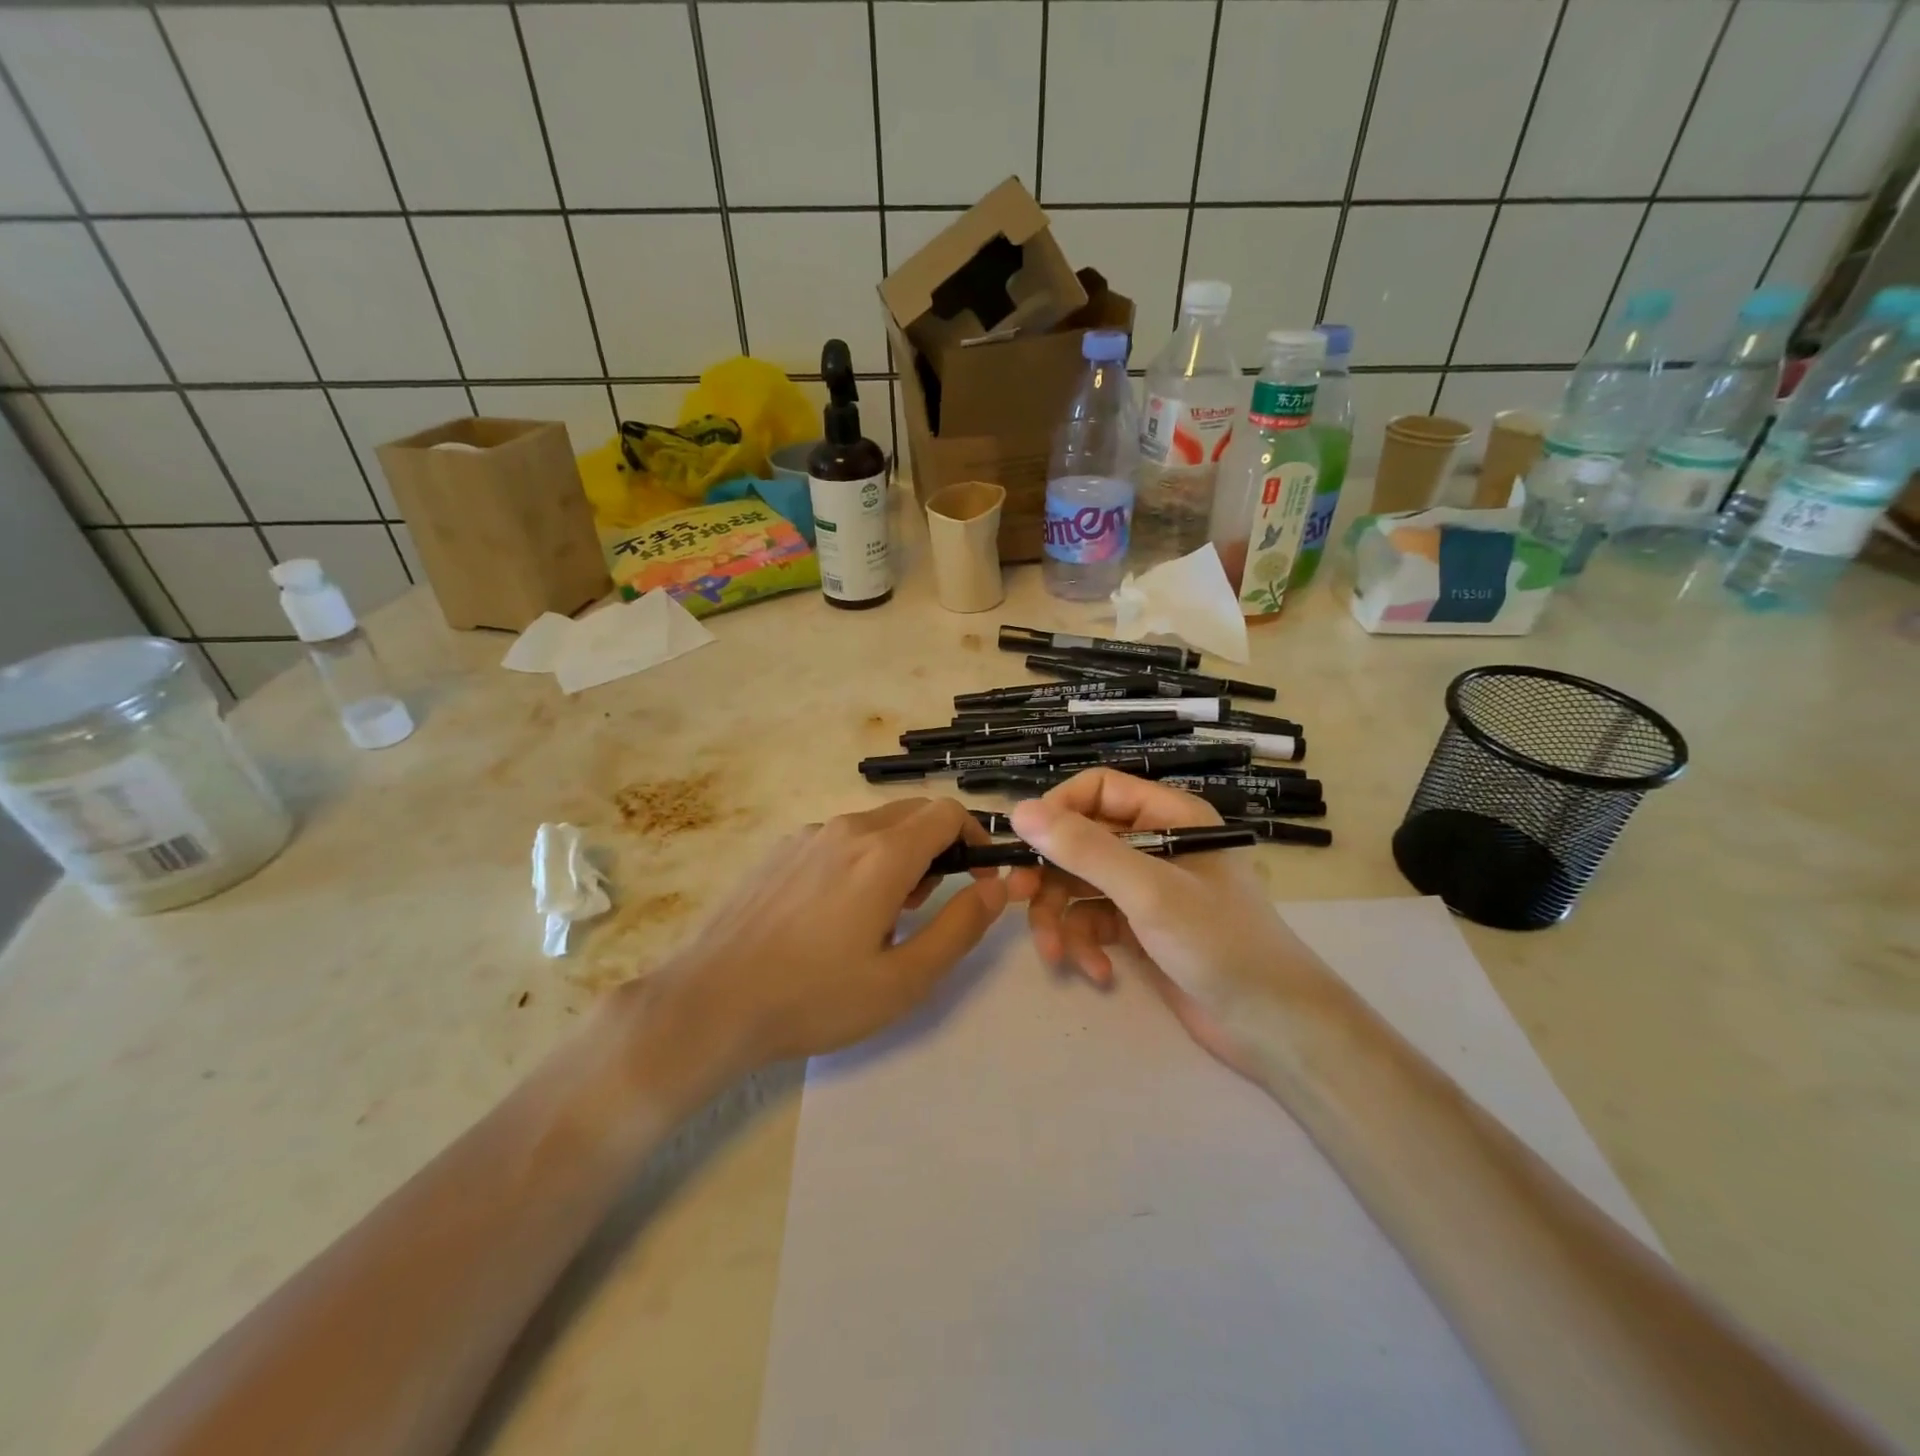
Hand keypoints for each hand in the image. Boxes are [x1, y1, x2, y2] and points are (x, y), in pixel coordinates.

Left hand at [655, 798, 1007, 1071]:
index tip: (978, 879)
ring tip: (878, 918)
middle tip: (924, 907)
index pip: (947, 814)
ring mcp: (808, 836)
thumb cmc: (815, 998)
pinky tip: (833, 914)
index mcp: (883, 855)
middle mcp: (847, 829)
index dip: (975, 839)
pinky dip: (859, 859)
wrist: (712, 1003)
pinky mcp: (780, 850)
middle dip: (937, 848)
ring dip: (898, 855)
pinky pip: (838, 839)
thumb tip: (996, 888)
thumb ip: (959, 927)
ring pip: (875, 826)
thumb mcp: (904, 980)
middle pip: (913, 813)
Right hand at [1004, 770, 1335, 1077]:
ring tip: (1058, 956)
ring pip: (1079, 885)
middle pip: (1080, 841)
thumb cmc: (1219, 944)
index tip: (1025, 844)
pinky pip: (1093, 921)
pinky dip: (1086, 945)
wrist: (1273, 1027)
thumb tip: (1019, 811)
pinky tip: (1099, 974)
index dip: (1057, 811)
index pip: (1096, 790)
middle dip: (1049, 875)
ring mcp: (1146, 889)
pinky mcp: (1140, 928)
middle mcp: (1155, 844)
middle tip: (1017, 900)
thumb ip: (1085, 850)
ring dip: (1061, 919)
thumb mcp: (1148, 891)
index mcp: (1168, 816)